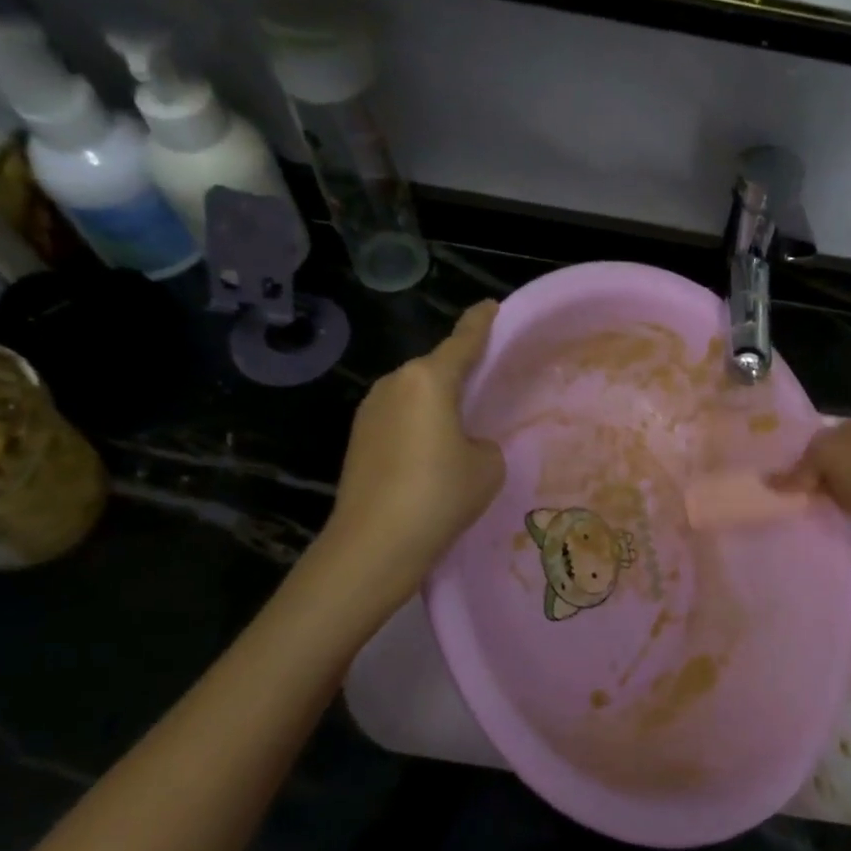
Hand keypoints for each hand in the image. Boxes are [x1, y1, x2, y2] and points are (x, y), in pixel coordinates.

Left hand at [325, 301, 504, 572]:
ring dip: (436, 405)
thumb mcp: (487, 465)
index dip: (482, 323)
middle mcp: (395, 384)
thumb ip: (482, 442)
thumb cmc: (440, 494)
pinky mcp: (358, 439)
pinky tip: (431, 457)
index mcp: (429, 379)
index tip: (492, 306)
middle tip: (487, 386)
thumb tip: (464, 443)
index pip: (464, 340)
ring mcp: (370, 411)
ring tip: (461, 430)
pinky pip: (399, 420)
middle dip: (459, 373)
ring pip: (415, 396)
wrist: (375, 543)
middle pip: (435, 368)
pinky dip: (418, 427)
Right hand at [772, 415, 850, 527]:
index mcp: (825, 443)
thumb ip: (809, 485)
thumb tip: (777, 480)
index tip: (804, 487)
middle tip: (835, 481)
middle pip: (833, 442)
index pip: (807, 456)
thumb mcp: (835, 498)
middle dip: (832, 457)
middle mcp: (847, 425)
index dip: (804, 472)